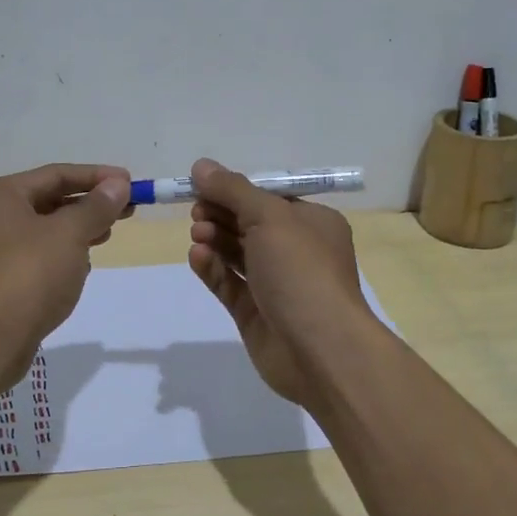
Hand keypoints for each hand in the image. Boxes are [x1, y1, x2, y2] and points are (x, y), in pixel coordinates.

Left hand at [0, 163, 131, 380]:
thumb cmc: (28, 274)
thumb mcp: (70, 234)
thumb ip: (96, 206)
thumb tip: (117, 184)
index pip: (54, 174)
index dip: (96, 177)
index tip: (130, 183)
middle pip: (47, 201)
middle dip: (88, 206)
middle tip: (127, 210)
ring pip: (41, 232)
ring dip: (76, 231)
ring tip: (107, 235)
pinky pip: (34, 259)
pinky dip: (59, 257)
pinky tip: (80, 269)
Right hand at [185, 157, 371, 409]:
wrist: (320, 349)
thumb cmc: (301, 270)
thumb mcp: (269, 217)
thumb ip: (232, 190)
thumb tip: (201, 166)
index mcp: (313, 223)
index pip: (269, 198)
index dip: (235, 190)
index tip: (202, 186)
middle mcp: (297, 251)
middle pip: (250, 224)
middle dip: (221, 214)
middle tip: (196, 212)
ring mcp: (276, 284)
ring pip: (237, 253)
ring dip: (215, 239)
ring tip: (197, 234)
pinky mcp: (256, 313)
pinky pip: (229, 283)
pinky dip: (213, 268)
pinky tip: (197, 257)